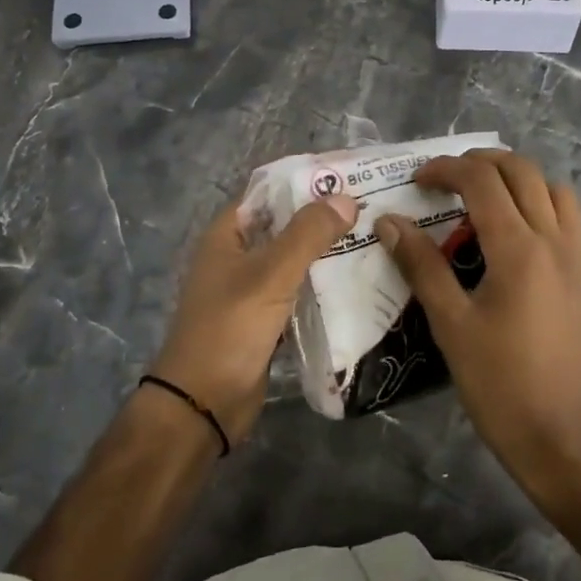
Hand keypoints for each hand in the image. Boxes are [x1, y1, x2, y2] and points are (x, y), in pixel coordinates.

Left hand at [150, 191, 358, 445]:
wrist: (204, 403)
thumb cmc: (230, 328)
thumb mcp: (270, 274)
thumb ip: (308, 234)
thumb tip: (346, 198)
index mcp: (228, 235)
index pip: (270, 192)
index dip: (306, 182)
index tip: (350, 177)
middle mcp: (239, 256)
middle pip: (286, 225)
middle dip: (325, 218)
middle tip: (374, 208)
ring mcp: (252, 289)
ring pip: (296, 260)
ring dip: (327, 253)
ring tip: (375, 239)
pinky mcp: (267, 319)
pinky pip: (300, 292)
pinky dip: (323, 285)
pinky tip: (359, 281)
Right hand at [375, 151, 580, 489]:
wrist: (561, 436)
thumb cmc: (499, 383)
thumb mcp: (451, 324)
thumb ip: (421, 266)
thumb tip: (389, 222)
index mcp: (519, 248)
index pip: (482, 181)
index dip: (446, 169)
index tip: (416, 181)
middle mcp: (553, 239)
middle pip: (521, 170)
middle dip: (479, 162)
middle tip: (444, 179)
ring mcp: (574, 255)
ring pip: (550, 187)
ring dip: (514, 176)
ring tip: (479, 194)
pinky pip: (567, 214)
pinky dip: (540, 199)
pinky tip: (513, 227)